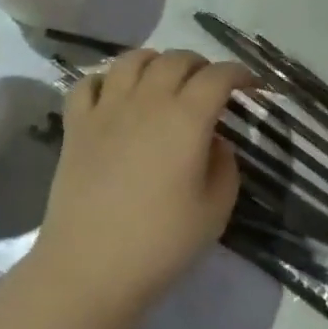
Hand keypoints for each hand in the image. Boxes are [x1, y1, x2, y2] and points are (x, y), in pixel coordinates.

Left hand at [35, 49, 251, 315]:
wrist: (90, 269)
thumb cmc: (160, 243)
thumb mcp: (216, 210)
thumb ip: (225, 165)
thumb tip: (213, 140)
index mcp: (187, 118)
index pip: (218, 76)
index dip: (239, 73)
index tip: (251, 85)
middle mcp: (148, 101)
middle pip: (176, 60)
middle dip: (200, 65)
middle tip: (209, 86)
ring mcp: (107, 109)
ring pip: (133, 60)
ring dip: (155, 62)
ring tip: (163, 80)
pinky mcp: (76, 125)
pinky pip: (88, 83)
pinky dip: (106, 80)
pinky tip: (115, 96)